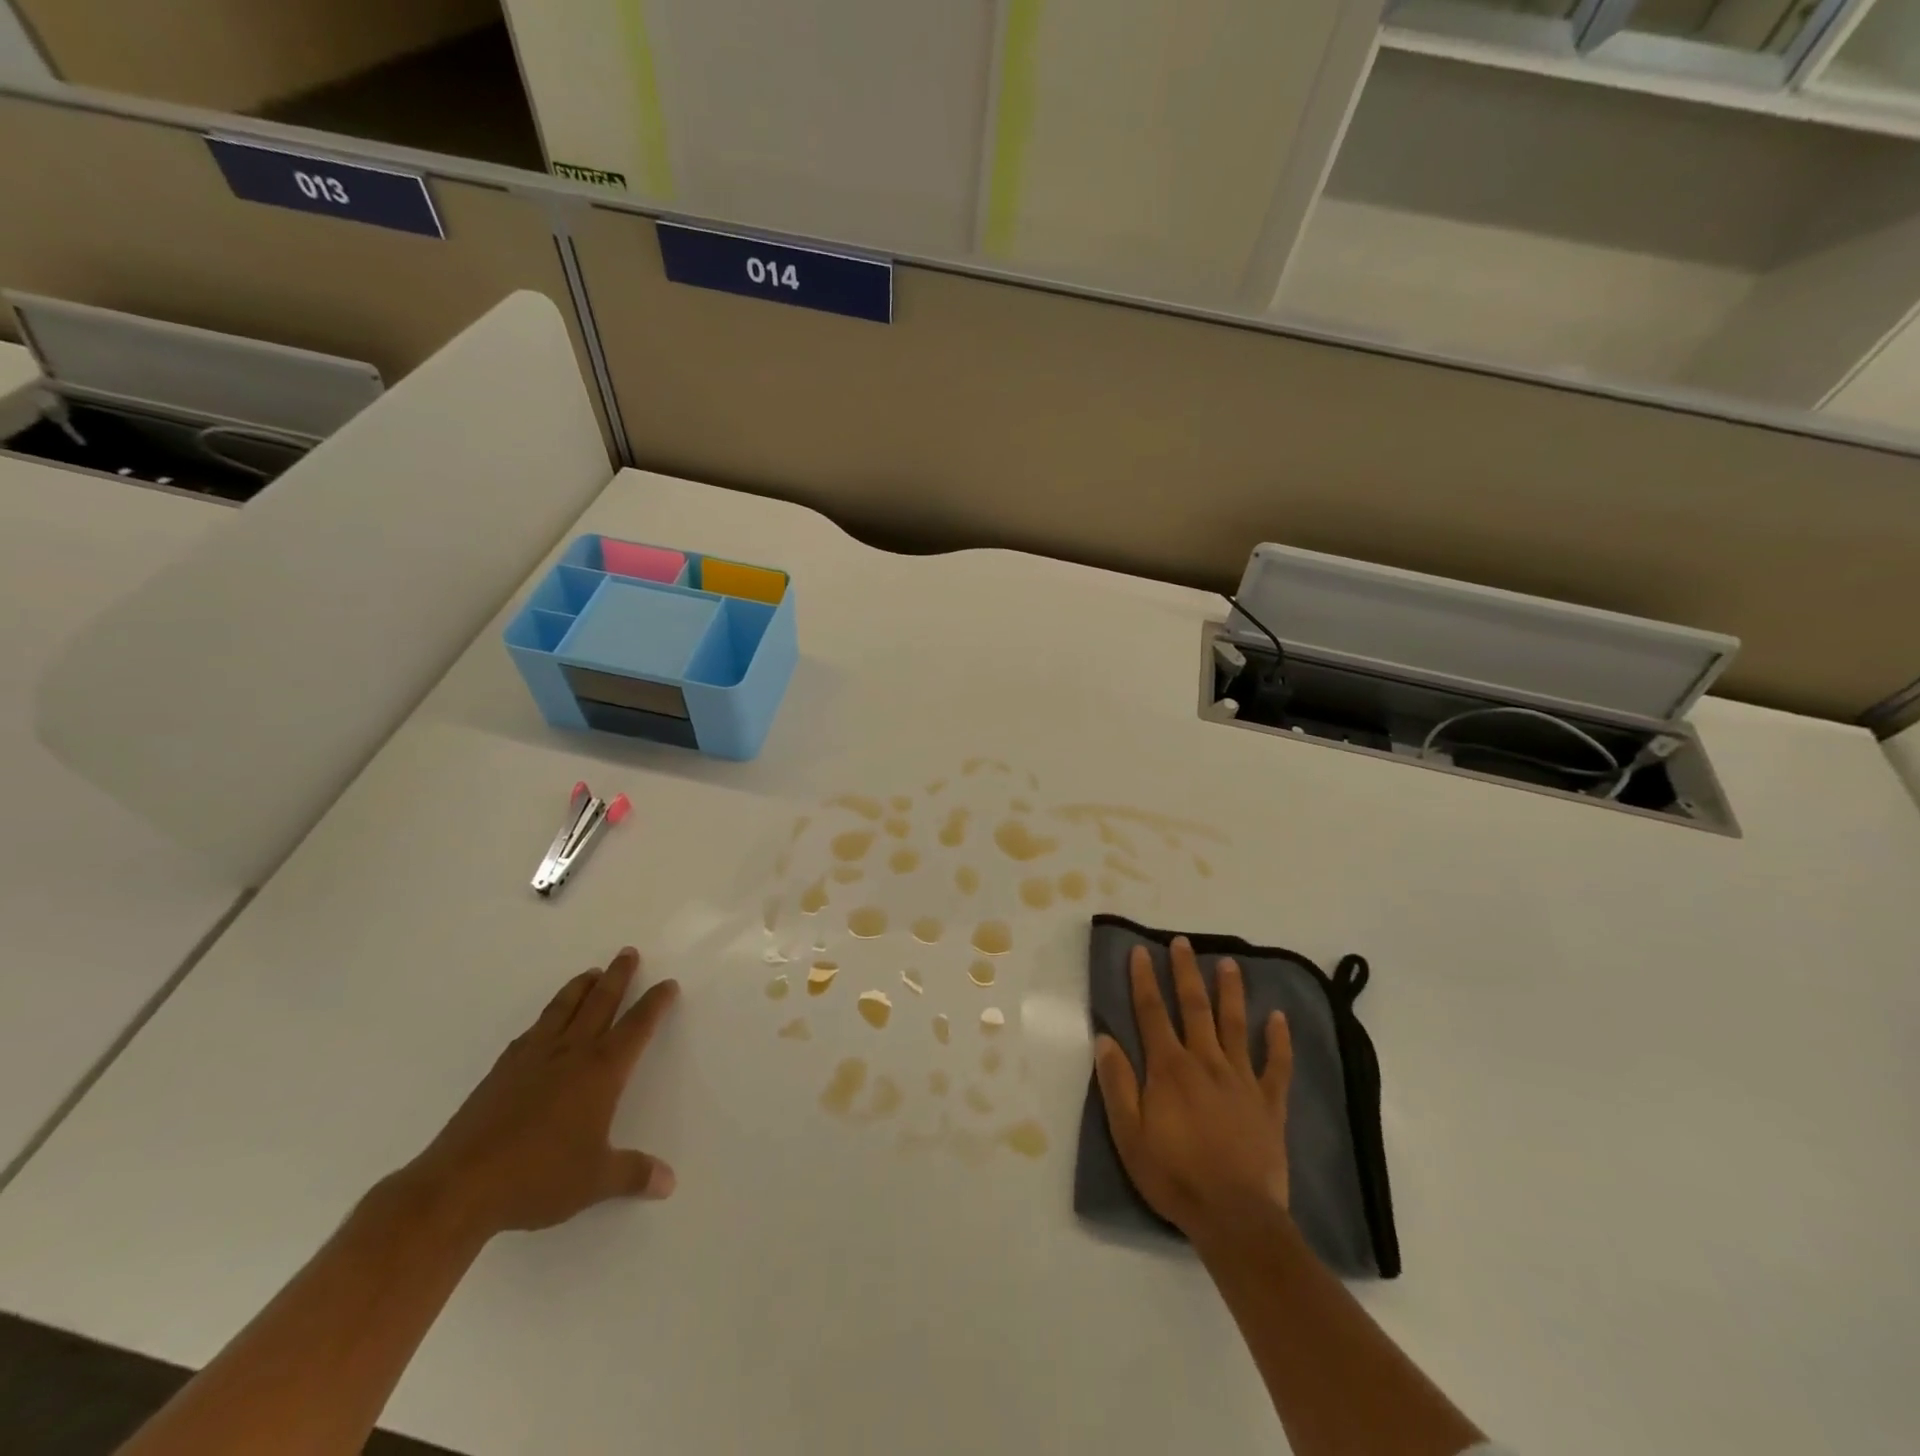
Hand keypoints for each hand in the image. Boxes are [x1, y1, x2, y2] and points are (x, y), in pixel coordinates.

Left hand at [397, 947, 679, 1241]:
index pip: (636, 1026)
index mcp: (601, 1071)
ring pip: (563, 1009)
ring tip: (591, 973)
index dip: (654, 1004)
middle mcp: (570, 1054)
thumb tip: (668, 1182)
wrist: (458, 1188)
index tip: (667, 985)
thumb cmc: (538, 1178)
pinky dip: (546, 1018)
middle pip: (600, 1003)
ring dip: (580, 987)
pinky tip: (544, 1023)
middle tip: (627, 953)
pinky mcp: (501, 1072)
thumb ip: (633, 1174)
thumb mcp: (595, 1180)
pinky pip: (531, 1031)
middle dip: (618, 976)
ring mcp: (532, 1059)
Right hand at [1094, 937, 1292, 1244]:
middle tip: (1184, 943)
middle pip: (1194, 1007)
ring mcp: (1241, 1080)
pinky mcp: (1269, 1103)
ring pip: (1235, 1025)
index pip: (1152, 1013)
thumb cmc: (1174, 1176)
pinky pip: (1276, 1065)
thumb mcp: (1128, 1135)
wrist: (1235, 1218)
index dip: (1144, 980)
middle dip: (1186, 972)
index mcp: (1169, 1068)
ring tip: (1229, 963)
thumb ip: (1117, 1083)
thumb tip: (1104, 1038)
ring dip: (1231, 992)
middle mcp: (1205, 1062)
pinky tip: (1279, 1018)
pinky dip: (1278, 1040)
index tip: (1141, 951)